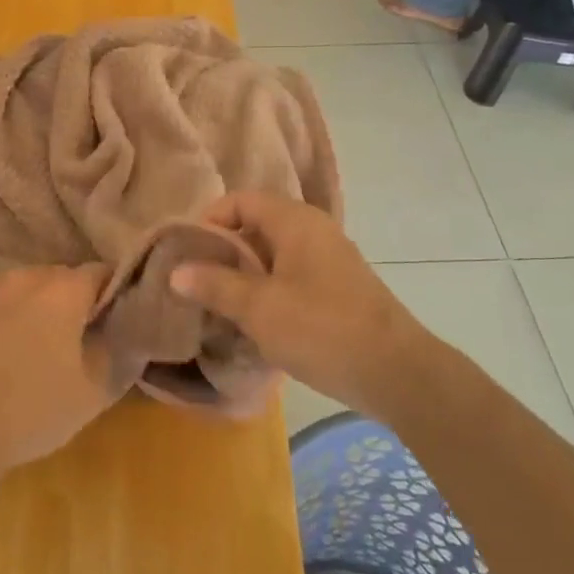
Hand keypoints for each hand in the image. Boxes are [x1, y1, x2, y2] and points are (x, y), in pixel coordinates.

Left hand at [0, 265, 136, 474]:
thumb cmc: (33, 411)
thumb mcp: (94, 392)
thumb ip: (116, 352)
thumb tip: (121, 331)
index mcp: (65, 290)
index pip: (102, 273)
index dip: (110, 296)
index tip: (109, 322)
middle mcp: (26, 275)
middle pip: (60, 277)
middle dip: (70, 301)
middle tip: (69, 340)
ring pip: (22, 284)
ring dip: (31, 303)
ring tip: (26, 342)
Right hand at [171, 193, 425, 414]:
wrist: (397, 373)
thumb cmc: (322, 329)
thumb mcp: (259, 308)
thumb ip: (215, 285)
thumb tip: (176, 272)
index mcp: (295, 221)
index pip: (240, 200)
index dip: (209, 221)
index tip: (186, 253)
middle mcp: (313, 231)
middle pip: (255, 227)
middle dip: (222, 253)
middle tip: (195, 283)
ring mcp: (328, 260)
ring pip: (272, 256)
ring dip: (243, 277)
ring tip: (217, 306)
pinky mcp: (337, 290)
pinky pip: (290, 278)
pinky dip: (266, 292)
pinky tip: (252, 323)